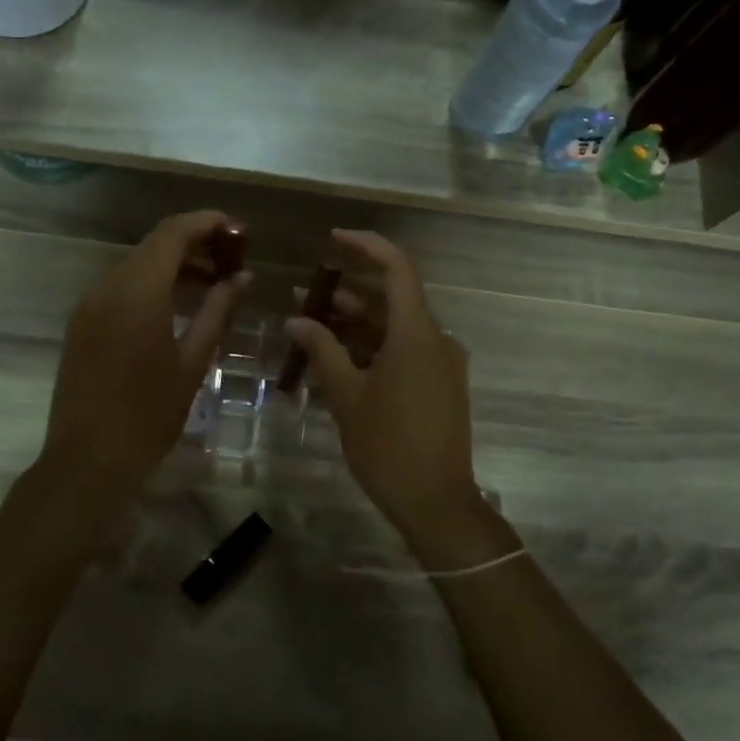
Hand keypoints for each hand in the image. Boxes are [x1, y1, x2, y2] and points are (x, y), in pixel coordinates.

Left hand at [40, 210, 250, 504]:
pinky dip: (151, 284)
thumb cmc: (149, 415)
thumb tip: (242, 278)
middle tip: (232, 260)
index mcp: (138, 292)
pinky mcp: (81, 324)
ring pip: (136, 265)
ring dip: (173, 265)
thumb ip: (218, 312)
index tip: (240, 231)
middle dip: (194, 243)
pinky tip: (176, 306)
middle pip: (154, 245)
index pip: (173, 233)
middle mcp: (108, 287)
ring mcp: (89, 305)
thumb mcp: (192, 362)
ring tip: (212, 284)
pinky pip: (120, 288)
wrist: (88, 460)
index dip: (207, 223)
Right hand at [285, 230, 483, 534]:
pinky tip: (340, 357)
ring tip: (313, 324)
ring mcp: (442, 362)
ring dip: (358, 322)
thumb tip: (297, 319)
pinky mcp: (441, 383)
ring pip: (397, 326)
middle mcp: (436, 338)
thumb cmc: (388, 445)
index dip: (366, 246)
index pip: (397, 268)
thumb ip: (322, 350)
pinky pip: (406, 350)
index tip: (333, 239)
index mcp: (416, 333)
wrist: (436, 501)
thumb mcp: (347, 396)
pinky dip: (374, 345)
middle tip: (306, 294)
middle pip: (393, 298)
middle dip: (349, 292)